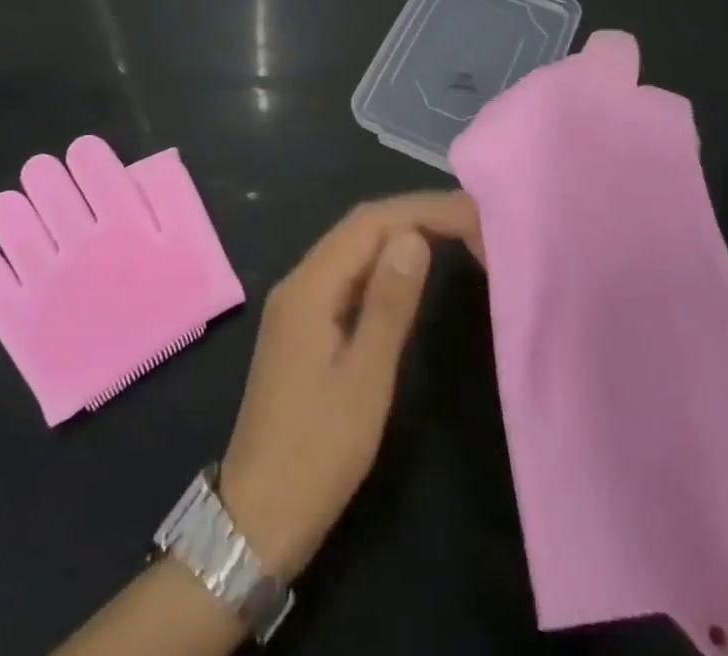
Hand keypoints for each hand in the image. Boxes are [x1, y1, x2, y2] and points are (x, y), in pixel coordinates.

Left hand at [217, 191, 483, 580]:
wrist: (256, 518)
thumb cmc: (316, 452)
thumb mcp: (365, 380)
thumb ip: (389, 304)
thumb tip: (414, 236)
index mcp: (309, 286)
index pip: (370, 222)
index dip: (422, 209)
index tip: (471, 213)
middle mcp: (299, 280)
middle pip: (360, 226)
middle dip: (415, 214)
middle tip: (470, 220)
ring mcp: (299, 302)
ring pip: (354, 247)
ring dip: (401, 234)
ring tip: (452, 234)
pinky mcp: (305, 324)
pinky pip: (349, 273)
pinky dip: (384, 263)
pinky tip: (411, 271)